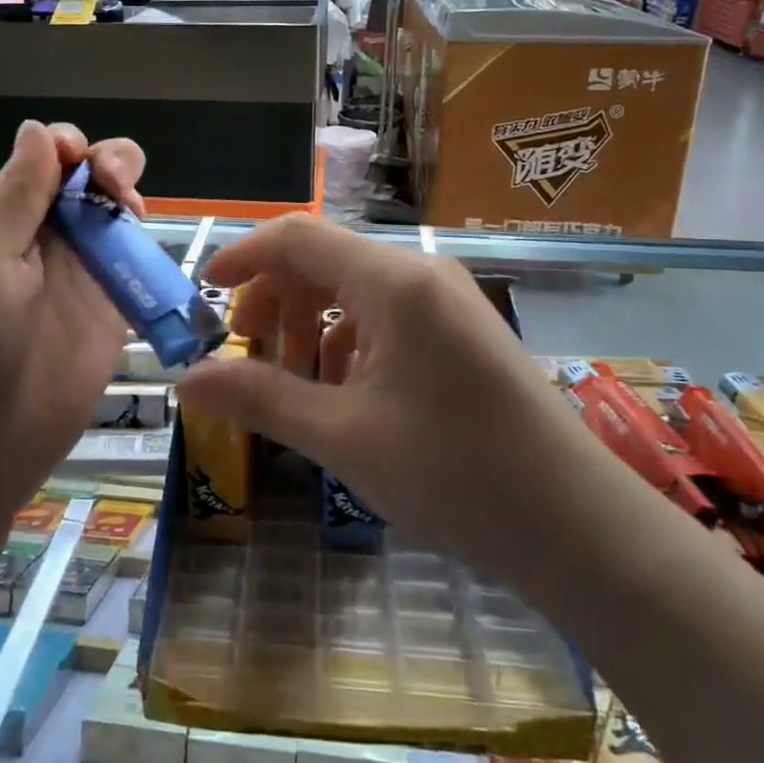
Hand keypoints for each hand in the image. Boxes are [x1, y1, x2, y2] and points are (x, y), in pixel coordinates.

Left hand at [0, 121, 146, 542]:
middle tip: (112, 185)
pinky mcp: (113, 309)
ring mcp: (83, 275)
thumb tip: (37, 128)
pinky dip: (148, 242)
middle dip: (108, 164)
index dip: (67, 147)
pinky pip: (137, 262)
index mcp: (3, 219)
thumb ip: (17, 193)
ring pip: (116, 215)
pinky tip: (147, 238)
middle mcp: (45, 239)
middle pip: (88, 181)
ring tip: (131, 210)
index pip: (44, 162)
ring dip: (129, 195)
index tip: (79, 158)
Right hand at [176, 215, 581, 575]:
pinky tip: (344, 395)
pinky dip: (348, 344)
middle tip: (246, 353)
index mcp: (392, 282)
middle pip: (325, 261)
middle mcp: (421, 275)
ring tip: (293, 384)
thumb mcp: (342, 436)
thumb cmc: (454, 472)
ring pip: (355, 292)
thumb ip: (260, 397)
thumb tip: (186, 379)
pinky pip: (387, 318)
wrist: (576, 525)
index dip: (244, 255)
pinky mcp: (462, 332)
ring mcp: (447, 302)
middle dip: (275, 300)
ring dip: (310, 326)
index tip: (204, 291)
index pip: (298, 237)